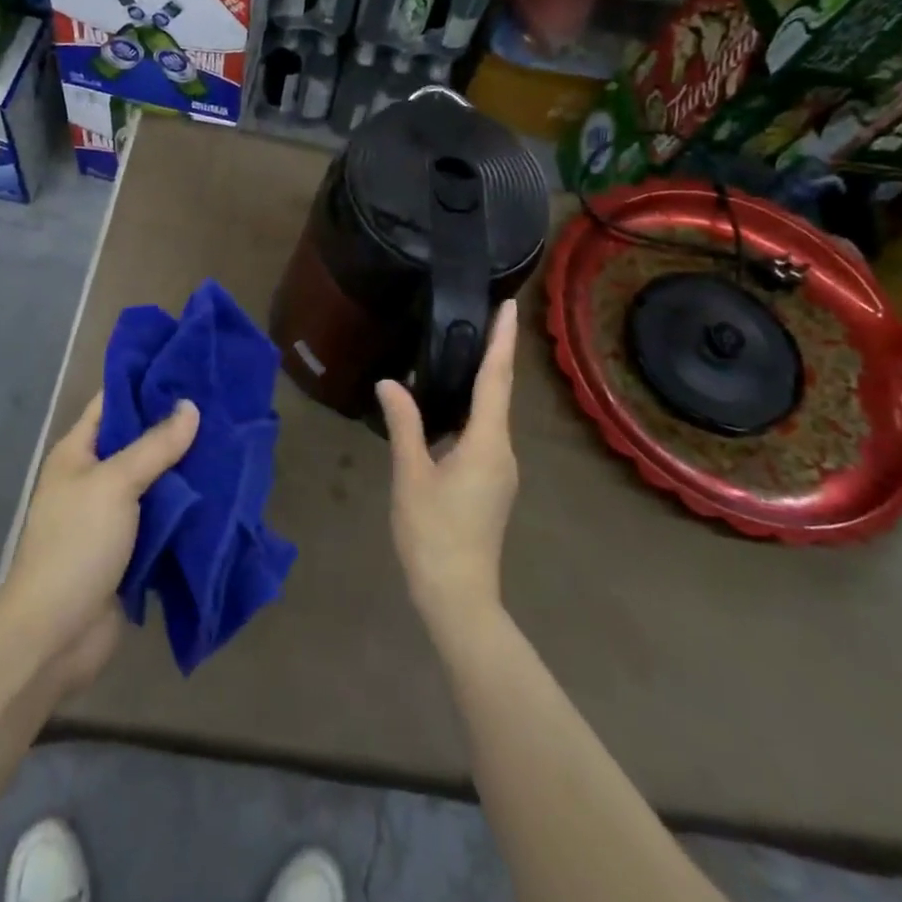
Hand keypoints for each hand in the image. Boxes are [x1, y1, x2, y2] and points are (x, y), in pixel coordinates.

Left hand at [0, 393, 198, 696]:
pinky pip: (162, 516)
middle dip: (175, 426)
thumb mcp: (115, 484)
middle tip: (220, 404)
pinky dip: (186, 506)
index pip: (111, 402)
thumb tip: (190, 406)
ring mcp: (111, 515)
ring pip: (154, 480)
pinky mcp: (129, 549)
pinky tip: (220, 490)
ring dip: (185, 468)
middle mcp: (92, 478)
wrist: (55, 635)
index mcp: (76, 453)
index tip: (188, 367)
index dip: (145, 383)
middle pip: (137, 441)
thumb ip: (155, 445)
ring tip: (228, 441)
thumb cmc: (77, 545)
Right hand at [378, 300, 519, 645]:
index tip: (511, 305)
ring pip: (492, 415)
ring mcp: (500, 470)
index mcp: (488, 443)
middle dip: (495, 353)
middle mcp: (503, 450)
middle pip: (499, 392)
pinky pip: (484, 433)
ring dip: (482, 381)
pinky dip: (472, 409)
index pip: (497, 379)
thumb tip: (390, 382)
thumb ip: (404, 424)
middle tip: (484, 316)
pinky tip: (449, 405)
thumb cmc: (433, 534)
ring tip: (463, 349)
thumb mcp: (411, 475)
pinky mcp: (491, 483)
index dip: (503, 340)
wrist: (458, 596)